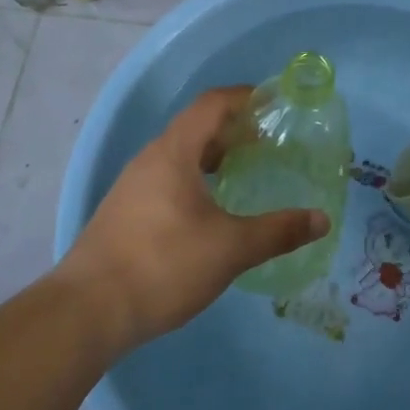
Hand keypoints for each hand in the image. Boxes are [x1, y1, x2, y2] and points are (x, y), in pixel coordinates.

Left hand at [61, 87, 329, 347]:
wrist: (87, 312)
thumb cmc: (163, 265)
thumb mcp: (230, 249)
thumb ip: (278, 231)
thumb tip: (322, 219)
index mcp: (174, 152)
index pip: (212, 104)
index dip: (245, 97)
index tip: (275, 103)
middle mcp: (151, 159)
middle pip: (196, 127)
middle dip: (234, 129)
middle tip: (269, 143)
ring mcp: (133, 186)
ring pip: (180, 155)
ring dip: (214, 155)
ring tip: (244, 172)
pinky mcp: (125, 212)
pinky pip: (168, 178)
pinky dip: (196, 179)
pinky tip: (211, 210)